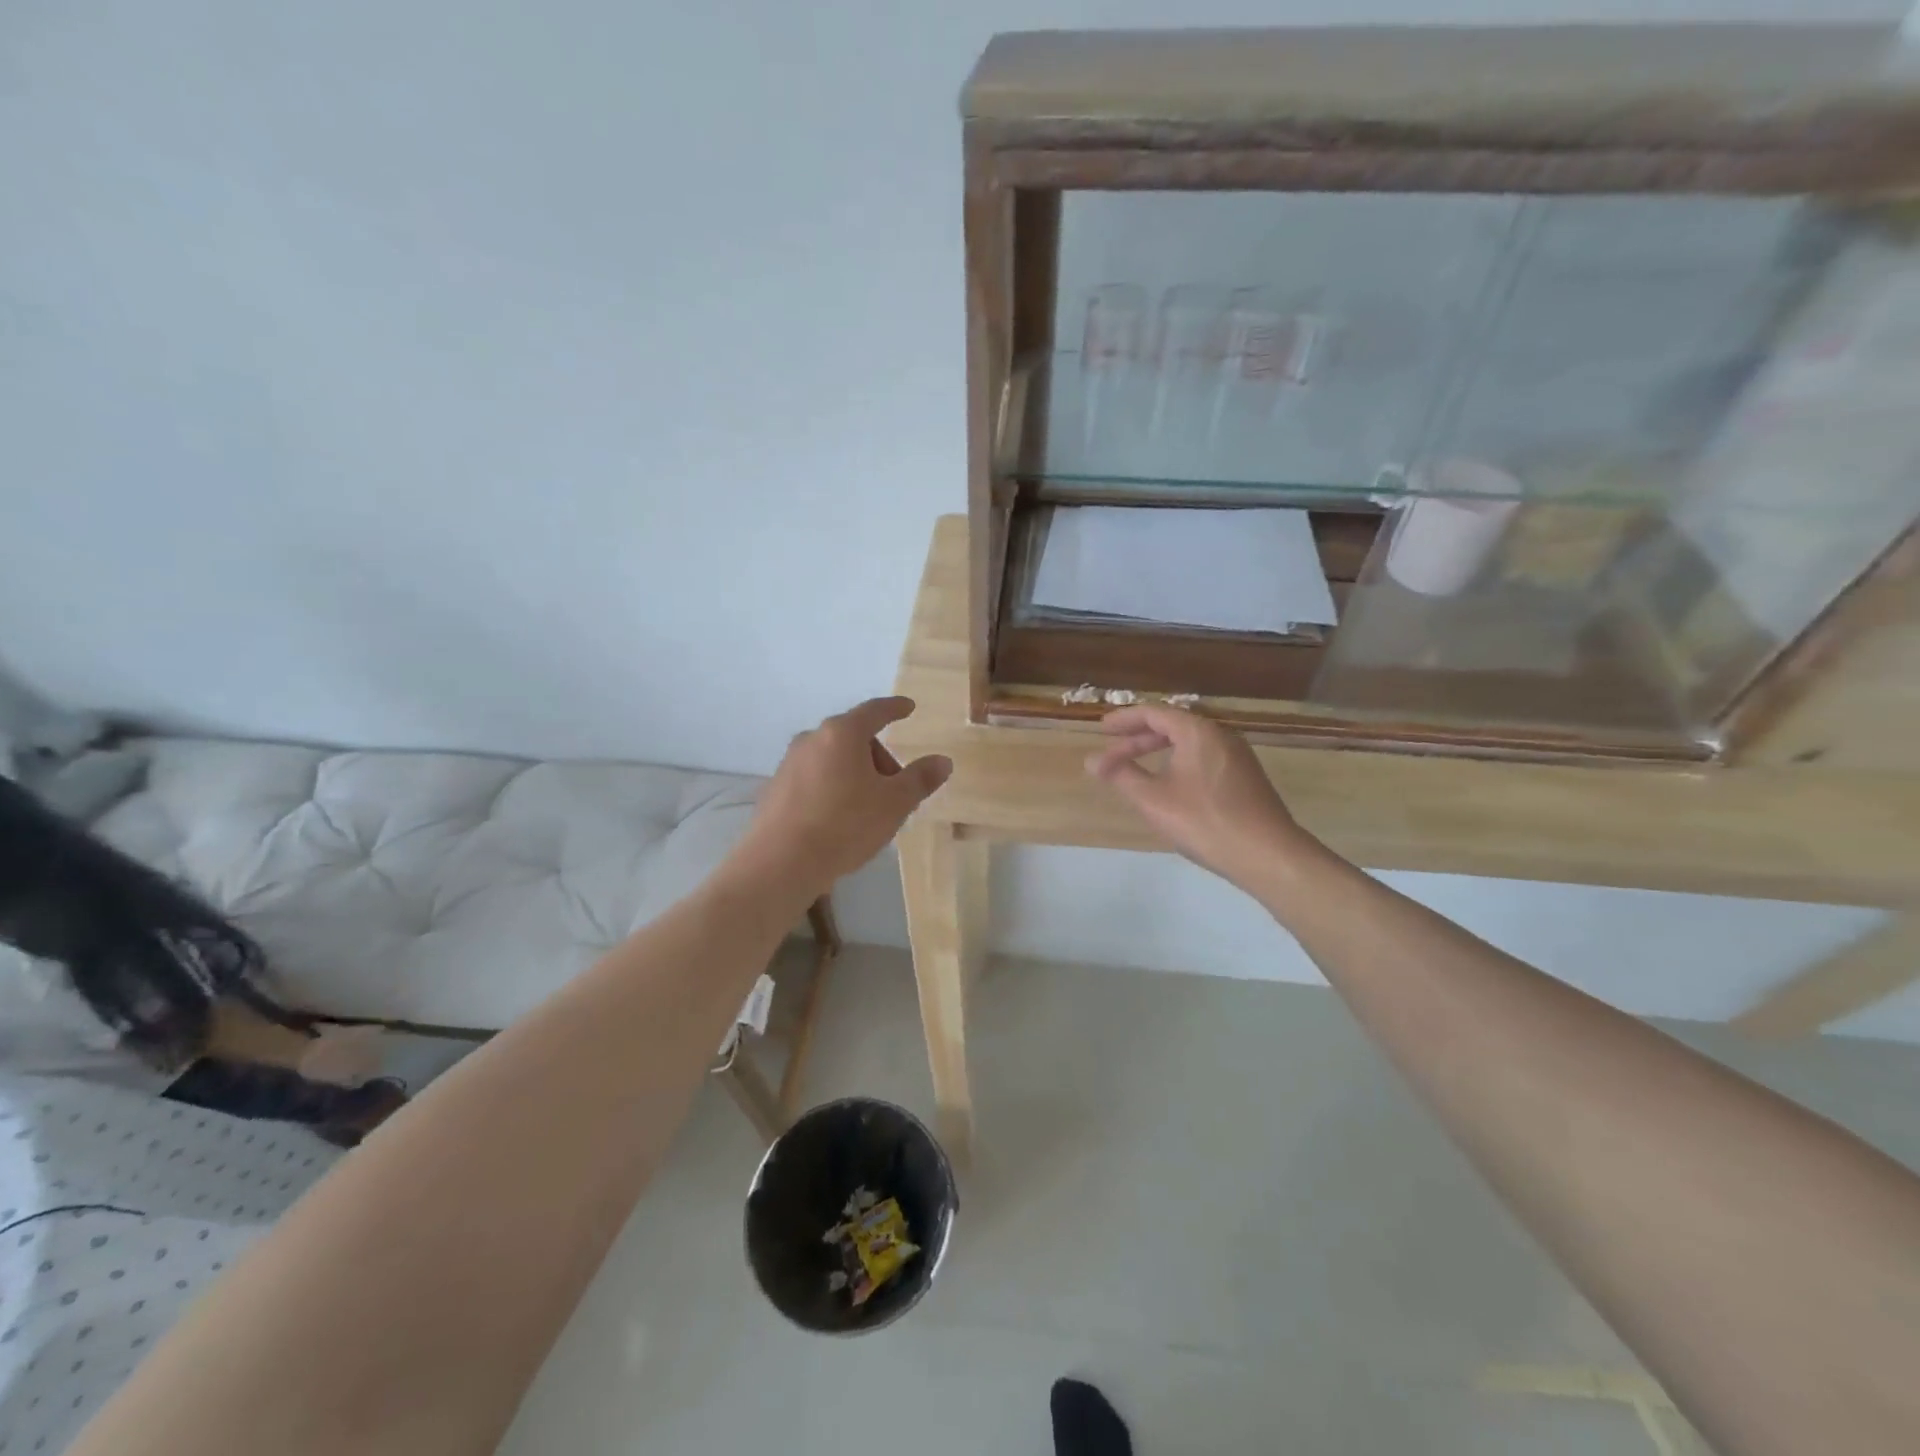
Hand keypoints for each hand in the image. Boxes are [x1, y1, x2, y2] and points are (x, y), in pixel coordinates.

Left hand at [733, 697, 951, 897]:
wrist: (780, 863)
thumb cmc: (845, 825)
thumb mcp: (894, 804)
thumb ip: (920, 779)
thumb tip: (942, 761)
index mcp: (842, 734)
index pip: (875, 711)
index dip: (895, 708)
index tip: (908, 708)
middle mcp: (812, 739)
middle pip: (853, 737)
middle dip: (878, 757)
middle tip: (895, 789)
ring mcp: (789, 763)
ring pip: (832, 759)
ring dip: (855, 774)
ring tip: (867, 809)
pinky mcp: (774, 789)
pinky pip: (813, 779)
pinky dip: (832, 788)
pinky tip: (838, 820)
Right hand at [1085, 705, 1311, 890]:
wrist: (1269, 855)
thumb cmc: (1206, 822)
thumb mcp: (1154, 800)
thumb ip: (1121, 775)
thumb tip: (1091, 760)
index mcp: (1198, 732)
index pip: (1154, 713)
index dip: (1124, 719)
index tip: (1102, 728)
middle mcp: (1220, 735)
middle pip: (1173, 726)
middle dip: (1138, 739)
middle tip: (1112, 753)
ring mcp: (1237, 756)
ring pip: (1189, 743)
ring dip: (1158, 751)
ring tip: (1135, 768)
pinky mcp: (1245, 777)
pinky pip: (1203, 758)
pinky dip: (1178, 762)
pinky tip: (1169, 785)